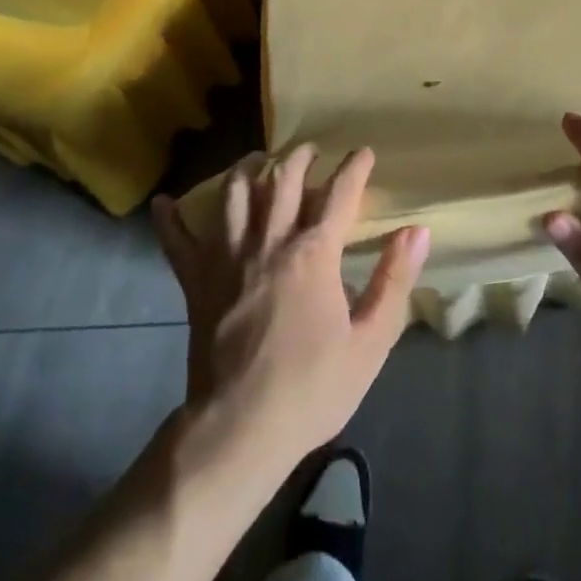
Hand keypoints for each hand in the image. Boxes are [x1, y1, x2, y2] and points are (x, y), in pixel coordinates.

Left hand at [153, 146, 428, 472]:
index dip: (354, 169)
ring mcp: (227, 259)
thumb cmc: (313, 388)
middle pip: (282, 181)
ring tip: (257, 159)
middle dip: (299, 157)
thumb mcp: (371, 341)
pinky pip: (178, 242)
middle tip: (310, 150)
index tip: (364, 153)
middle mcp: (269, 243)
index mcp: (313, 254)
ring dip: (246, 169)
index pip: (339, 195)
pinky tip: (164, 203)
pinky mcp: (196, 282)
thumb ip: (394, 280)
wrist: (240, 431)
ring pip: (233, 195)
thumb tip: (417, 231)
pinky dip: (170, 220)